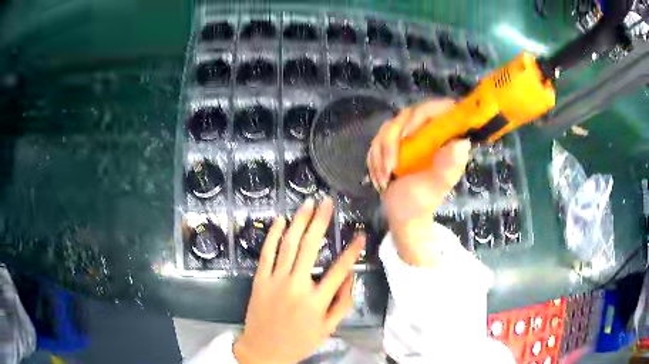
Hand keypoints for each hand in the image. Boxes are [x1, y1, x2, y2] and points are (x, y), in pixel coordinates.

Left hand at [234, 197, 365, 363]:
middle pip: (310, 247)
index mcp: (316, 301)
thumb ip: (343, 303)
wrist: (264, 349)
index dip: (352, 251)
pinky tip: (280, 220)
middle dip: (321, 221)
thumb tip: (351, 277)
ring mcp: (275, 280)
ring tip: (308, 204)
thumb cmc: (299, 341)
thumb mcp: (328, 328)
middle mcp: (296, 286)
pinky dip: (272, 234)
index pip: (339, 270)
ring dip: (299, 222)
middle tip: (327, 202)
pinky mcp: (260, 279)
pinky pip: (266, 253)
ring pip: (288, 244)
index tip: (360, 234)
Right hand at [367, 99, 470, 265]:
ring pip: (389, 127)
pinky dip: (375, 159)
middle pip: (408, 115)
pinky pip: (377, 139)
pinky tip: (380, 177)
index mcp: (445, 140)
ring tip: (385, 177)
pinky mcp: (394, 144)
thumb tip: (462, 142)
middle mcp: (429, 133)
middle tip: (390, 166)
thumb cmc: (421, 203)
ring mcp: (410, 137)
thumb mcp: (435, 186)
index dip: (423, 114)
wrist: (402, 215)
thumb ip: (448, 167)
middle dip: (392, 141)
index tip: (408, 136)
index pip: (440, 108)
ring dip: (381, 154)